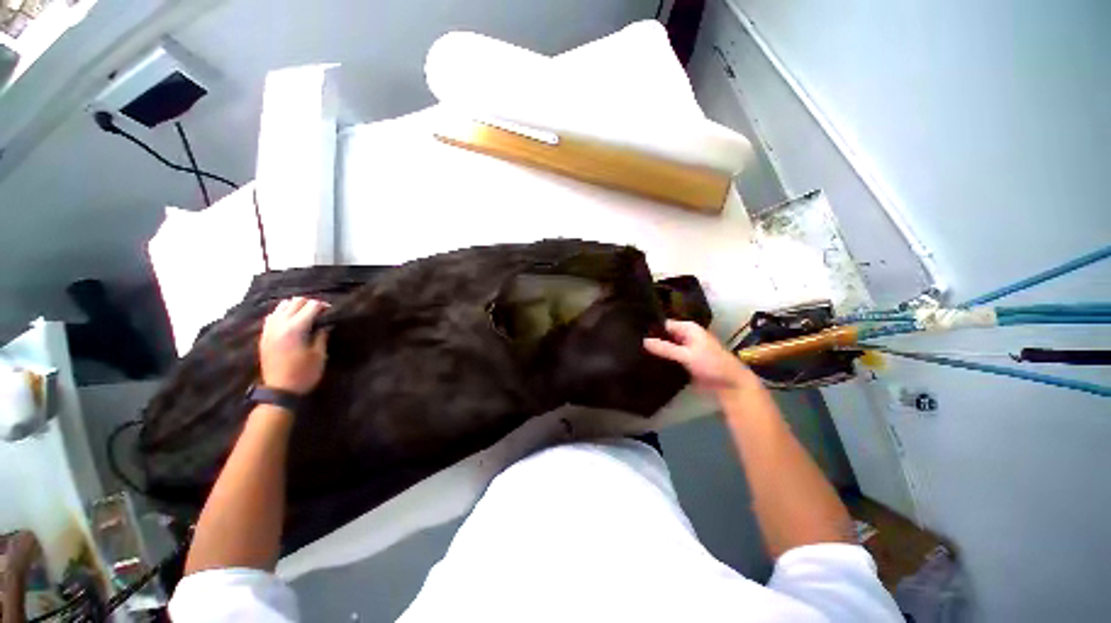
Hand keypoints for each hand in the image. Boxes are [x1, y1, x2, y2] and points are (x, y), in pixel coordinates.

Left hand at [259, 297, 329, 394]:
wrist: (279, 390)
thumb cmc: (304, 373)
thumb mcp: (319, 355)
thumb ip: (322, 336)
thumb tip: (325, 324)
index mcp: (295, 328)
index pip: (311, 306)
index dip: (323, 306)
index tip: (332, 311)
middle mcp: (280, 325)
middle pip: (295, 302)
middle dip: (310, 303)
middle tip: (320, 311)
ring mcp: (269, 329)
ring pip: (281, 306)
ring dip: (295, 306)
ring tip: (305, 313)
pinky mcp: (264, 336)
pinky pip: (272, 316)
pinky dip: (282, 313)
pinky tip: (290, 320)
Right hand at [644, 320, 757, 393]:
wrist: (730, 385)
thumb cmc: (712, 364)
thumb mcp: (686, 355)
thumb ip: (665, 348)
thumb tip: (643, 341)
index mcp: (688, 328)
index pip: (663, 324)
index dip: (650, 328)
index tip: (633, 333)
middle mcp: (685, 336)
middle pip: (664, 335)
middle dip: (651, 340)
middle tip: (631, 344)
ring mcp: (685, 349)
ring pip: (666, 347)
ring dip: (656, 351)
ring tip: (635, 352)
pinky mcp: (684, 361)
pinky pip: (669, 357)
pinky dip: (661, 359)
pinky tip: (647, 362)